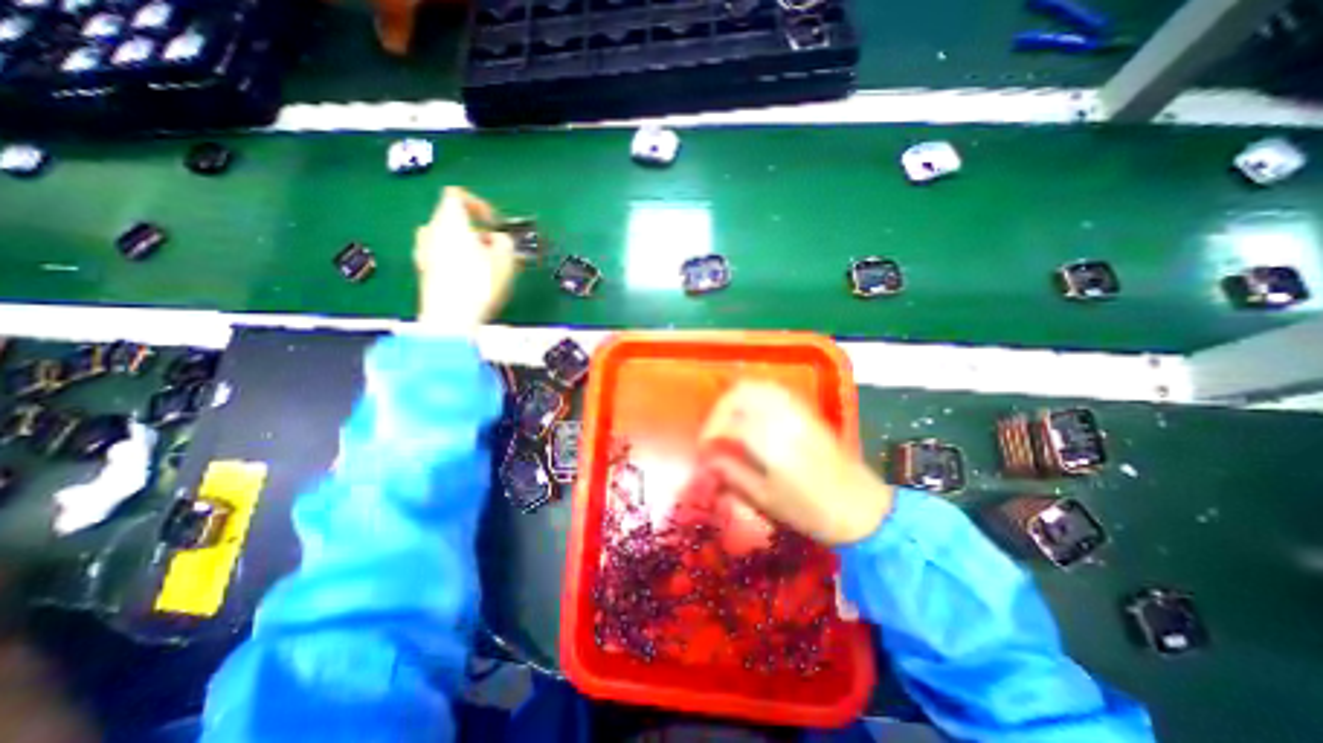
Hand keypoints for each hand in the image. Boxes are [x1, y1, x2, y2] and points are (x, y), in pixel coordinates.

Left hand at [411, 185, 515, 332]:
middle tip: (494, 248)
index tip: (493, 222)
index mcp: (450, 220)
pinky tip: (472, 281)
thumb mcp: (506, 258)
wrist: (450, 317)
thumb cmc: (479, 283)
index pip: (457, 195)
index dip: (479, 205)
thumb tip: (498, 239)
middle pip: (452, 219)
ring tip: (485, 267)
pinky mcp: (424, 272)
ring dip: (466, 248)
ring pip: (447, 240)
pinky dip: (456, 263)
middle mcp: (431, 231)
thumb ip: (505, 240)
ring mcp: (424, 252)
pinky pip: (442, 258)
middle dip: (475, 231)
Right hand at [695, 383, 892, 544]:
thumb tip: (710, 460)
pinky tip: (752, 412)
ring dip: (737, 397)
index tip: (705, 448)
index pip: (729, 423)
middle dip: (720, 408)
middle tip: (715, 430)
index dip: (710, 432)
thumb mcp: (766, 499)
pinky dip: (757, 394)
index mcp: (771, 443)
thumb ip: (733, 474)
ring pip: (759, 386)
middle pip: (741, 394)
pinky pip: (776, 390)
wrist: (862, 510)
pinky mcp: (808, 411)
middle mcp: (783, 419)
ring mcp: (798, 411)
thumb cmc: (812, 512)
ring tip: (729, 420)